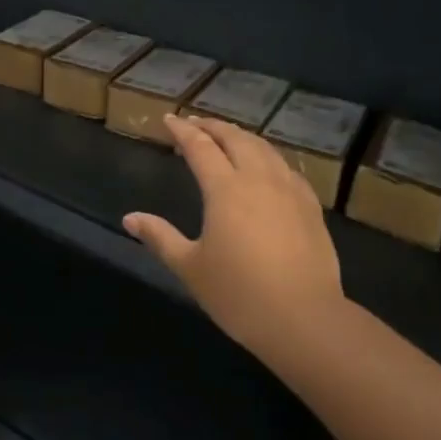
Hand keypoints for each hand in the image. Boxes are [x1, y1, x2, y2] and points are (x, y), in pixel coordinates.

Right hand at [123, 113, 343, 359]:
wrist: (305, 319)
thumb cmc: (239, 294)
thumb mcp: (190, 268)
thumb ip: (160, 237)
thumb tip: (130, 218)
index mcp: (225, 189)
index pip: (200, 146)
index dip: (182, 130)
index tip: (169, 119)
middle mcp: (258, 179)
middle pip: (234, 138)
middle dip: (212, 126)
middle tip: (195, 124)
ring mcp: (289, 190)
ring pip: (263, 148)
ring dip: (241, 136)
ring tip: (228, 137)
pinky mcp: (310, 206)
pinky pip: (286, 167)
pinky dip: (268, 156)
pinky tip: (266, 167)